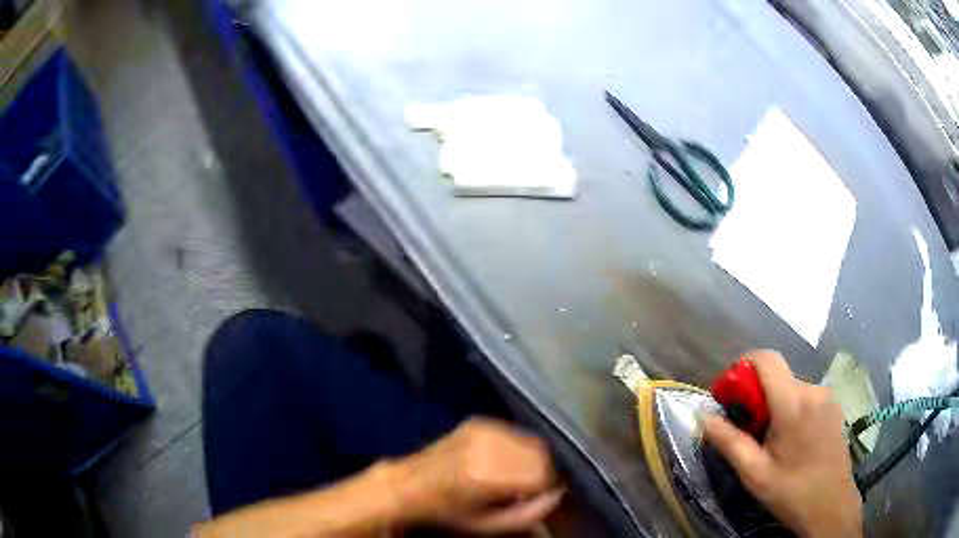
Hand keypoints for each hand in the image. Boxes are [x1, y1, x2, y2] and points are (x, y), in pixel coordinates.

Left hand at [394, 418, 562, 533]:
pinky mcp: (478, 421)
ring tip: (512, 476)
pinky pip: (514, 434)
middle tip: (526, 488)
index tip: (537, 496)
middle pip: (540, 454)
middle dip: (540, 471)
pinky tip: (501, 462)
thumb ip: (528, 515)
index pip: (542, 473)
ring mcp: (482, 429)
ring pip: (530, 441)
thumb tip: (557, 496)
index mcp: (488, 473)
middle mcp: (488, 445)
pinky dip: (516, 448)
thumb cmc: (448, 511)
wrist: (409, 484)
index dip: (547, 487)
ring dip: (530, 459)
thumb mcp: (487, 524)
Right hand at [703, 351, 861, 537]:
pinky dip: (790, 409)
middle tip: (747, 430)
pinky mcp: (834, 406)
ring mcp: (827, 397)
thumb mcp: (754, 473)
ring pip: (791, 388)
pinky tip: (791, 441)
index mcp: (793, 403)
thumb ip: (728, 441)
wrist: (831, 506)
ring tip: (769, 441)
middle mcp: (813, 390)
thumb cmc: (791, 492)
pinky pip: (805, 397)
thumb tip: (704, 416)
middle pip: (777, 376)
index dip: (742, 366)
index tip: (728, 394)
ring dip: (774, 405)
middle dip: (756, 396)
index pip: (766, 359)